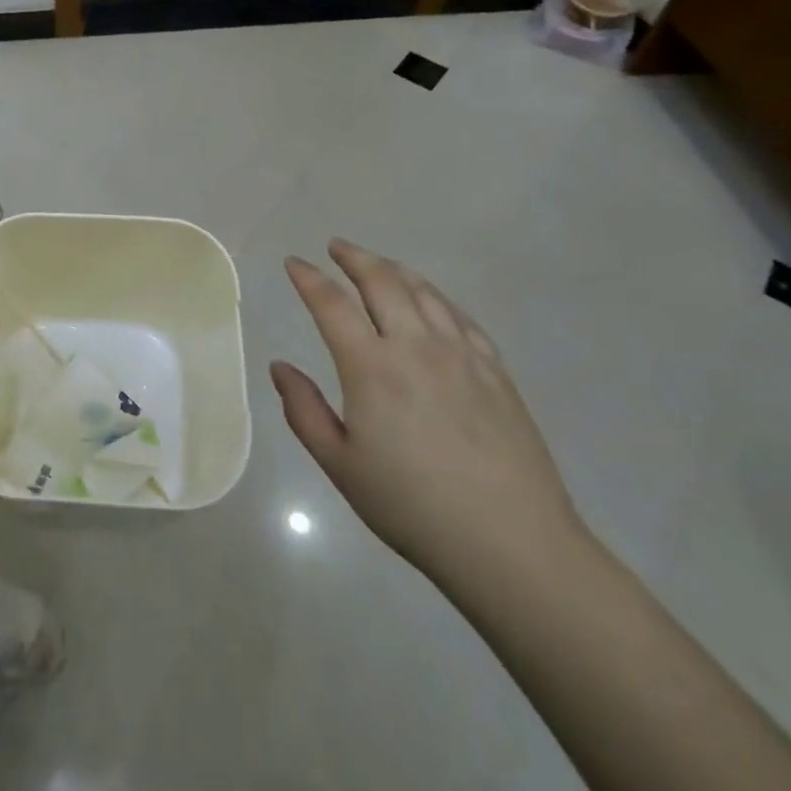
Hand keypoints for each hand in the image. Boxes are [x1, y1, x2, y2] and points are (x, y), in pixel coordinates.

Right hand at [272, 240, 582, 586]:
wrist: (511, 544)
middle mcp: (415, 346)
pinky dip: (436, 296)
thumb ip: (304, 410)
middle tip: (336, 247)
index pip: (332, 304)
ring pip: (423, 291)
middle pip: (382, 282)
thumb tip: (279, 367)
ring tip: (378, 264)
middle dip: (354, 258)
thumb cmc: (413, 507)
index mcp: (371, 367)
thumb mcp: (340, 466)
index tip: (294, 263)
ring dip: (394, 269)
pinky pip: (460, 316)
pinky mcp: (495, 371)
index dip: (309, 278)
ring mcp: (461, 355)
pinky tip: (431, 300)